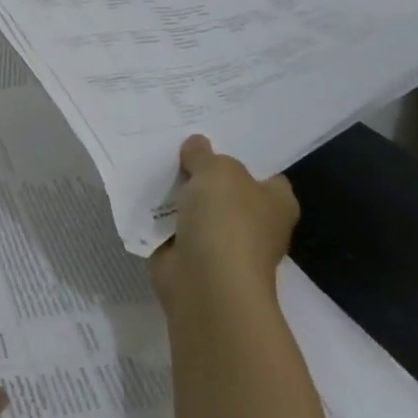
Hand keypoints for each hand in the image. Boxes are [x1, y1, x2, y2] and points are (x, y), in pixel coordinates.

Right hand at [149, 135, 298, 310]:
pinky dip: (159, 217)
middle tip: (176, 141)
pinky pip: (173, 228)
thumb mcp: (218, 172)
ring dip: (178, 195)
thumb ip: (205, 155)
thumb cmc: (227, 221)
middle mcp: (255, 224)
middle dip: (204, 172)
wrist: (205, 282)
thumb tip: (196, 146)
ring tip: (152, 160)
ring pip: (197, 208)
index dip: (242, 154)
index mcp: (276, 202)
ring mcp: (222, 243)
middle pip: (226, 189)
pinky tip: (141, 192)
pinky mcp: (191, 257)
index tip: (215, 134)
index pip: (265, 171)